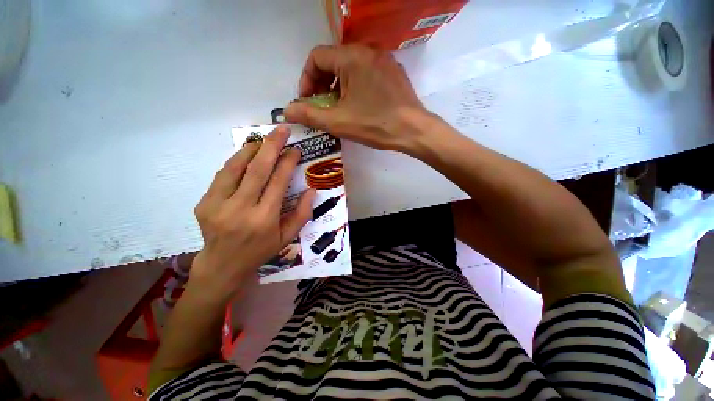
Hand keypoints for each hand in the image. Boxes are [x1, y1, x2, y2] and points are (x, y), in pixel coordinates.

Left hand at [191, 127, 315, 296]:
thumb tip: (312, 190)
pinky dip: (236, 162)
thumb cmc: (260, 250)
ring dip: (251, 149)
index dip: (287, 163)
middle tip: (281, 130)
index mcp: (264, 219)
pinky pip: (223, 175)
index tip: (295, 150)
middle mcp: (240, 210)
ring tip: (263, 140)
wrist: (223, 264)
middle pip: (256, 169)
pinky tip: (246, 156)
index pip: (278, 182)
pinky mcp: (204, 203)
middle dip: (271, 146)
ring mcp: (217, 205)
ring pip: (235, 167)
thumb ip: (302, 214)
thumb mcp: (287, 237)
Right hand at [284, 45, 431, 151]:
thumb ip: (309, 115)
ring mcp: (383, 61)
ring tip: (339, 109)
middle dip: (321, 85)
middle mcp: (368, 51)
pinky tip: (358, 105)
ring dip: (338, 87)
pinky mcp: (393, 72)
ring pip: (350, 68)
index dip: (306, 79)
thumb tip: (287, 110)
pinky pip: (366, 74)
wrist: (413, 130)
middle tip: (321, 107)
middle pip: (333, 62)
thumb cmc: (375, 125)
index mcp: (351, 57)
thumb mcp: (338, 122)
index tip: (307, 100)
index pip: (316, 57)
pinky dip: (355, 87)